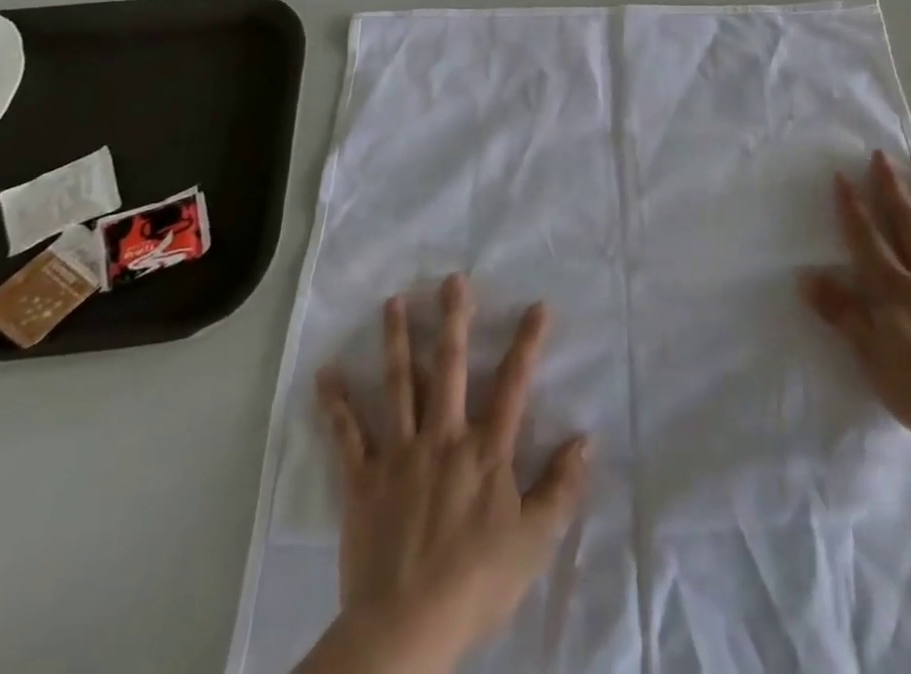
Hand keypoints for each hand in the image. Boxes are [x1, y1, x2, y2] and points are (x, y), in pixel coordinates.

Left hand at [314, 274, 589, 673]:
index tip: (538, 305)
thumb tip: (585, 440)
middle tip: (452, 279)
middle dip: (453, 319)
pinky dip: (335, 404)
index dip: (527, 343)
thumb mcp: (533, 542)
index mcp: (485, 451)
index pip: (513, 385)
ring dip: (396, 341)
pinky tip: (326, 374)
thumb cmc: (475, 584)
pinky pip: (347, 436)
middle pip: (449, 368)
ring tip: (394, 301)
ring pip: (398, 385)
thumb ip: (560, 488)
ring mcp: (400, 454)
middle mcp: (443, 437)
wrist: (405, 631)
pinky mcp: (363, 480)